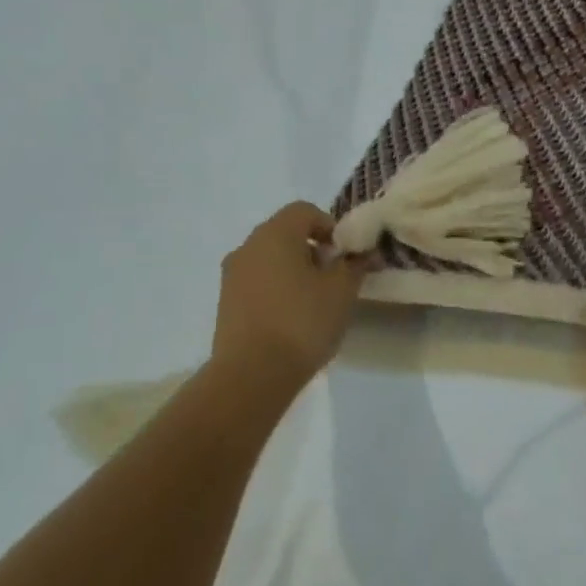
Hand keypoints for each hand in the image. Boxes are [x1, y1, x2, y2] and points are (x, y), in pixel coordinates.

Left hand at [210, 203, 368, 391]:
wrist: (251, 375)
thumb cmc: (302, 322)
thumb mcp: (342, 291)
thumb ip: (354, 265)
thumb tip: (361, 253)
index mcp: (275, 233)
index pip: (305, 211)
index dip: (330, 227)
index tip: (345, 255)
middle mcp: (248, 246)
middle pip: (285, 233)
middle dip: (312, 250)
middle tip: (333, 278)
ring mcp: (232, 275)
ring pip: (269, 259)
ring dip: (292, 271)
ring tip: (313, 303)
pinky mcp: (225, 303)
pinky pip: (256, 283)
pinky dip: (275, 290)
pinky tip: (291, 320)